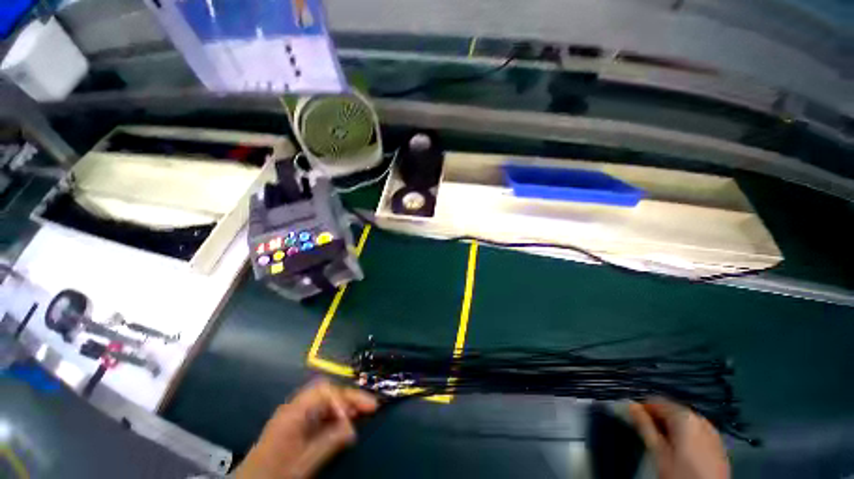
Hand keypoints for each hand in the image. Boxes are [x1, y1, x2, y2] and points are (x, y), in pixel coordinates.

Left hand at [235, 379, 378, 478]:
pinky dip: (335, 414)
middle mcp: (295, 406)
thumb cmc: (276, 473)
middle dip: (349, 397)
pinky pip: (320, 412)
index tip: (356, 415)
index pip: (324, 391)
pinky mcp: (296, 424)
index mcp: (294, 411)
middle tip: (369, 406)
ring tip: (361, 413)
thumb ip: (329, 442)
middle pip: (328, 391)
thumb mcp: (304, 462)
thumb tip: (353, 426)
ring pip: (326, 400)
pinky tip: (344, 423)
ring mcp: (295, 414)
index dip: (343, 399)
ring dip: (344, 405)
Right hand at [629, 400, 729, 478]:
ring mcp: (712, 431)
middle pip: (671, 410)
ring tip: (663, 445)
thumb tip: (631, 406)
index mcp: (684, 416)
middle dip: (657, 420)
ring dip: (670, 428)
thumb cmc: (681, 473)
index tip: (633, 419)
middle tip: (648, 436)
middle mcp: (700, 418)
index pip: (655, 401)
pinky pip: (695, 431)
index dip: (642, 409)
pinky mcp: (718, 443)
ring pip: (683, 422)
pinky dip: (684, 436)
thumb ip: (644, 426)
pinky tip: (680, 451)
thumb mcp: (658, 452)